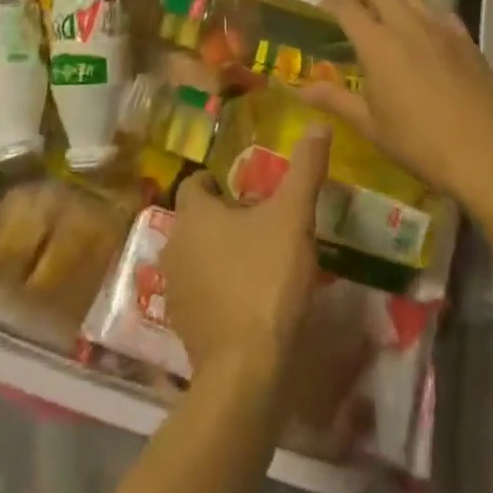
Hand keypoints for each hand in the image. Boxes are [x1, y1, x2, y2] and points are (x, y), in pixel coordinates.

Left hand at [162, 125, 330, 376]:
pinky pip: (198, 294)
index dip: (219, 183)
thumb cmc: (267, 278)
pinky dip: (216, 292)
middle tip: (260, 226)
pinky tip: (246, 303)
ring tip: (256, 264)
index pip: (196, 183)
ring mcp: (173, 289)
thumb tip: (319, 124)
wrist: (246, 369)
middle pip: (195, 221)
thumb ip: (305, 169)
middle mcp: (174, 245)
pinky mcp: (180, 327)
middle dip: (222, 220)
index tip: (248, 193)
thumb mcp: (293, 217)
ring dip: (217, 257)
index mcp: (194, 214)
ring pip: (195, 258)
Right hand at [302, 0, 492, 205]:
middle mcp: (407, 24)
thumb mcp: (371, 126)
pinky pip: (438, 12)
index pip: (347, 9)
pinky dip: (422, 13)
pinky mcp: (466, 39)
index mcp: (377, 43)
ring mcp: (440, 28)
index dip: (331, 5)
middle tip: (352, 9)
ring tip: (385, 17)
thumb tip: (301, 89)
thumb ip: (336, 100)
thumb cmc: (420, 143)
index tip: (322, 8)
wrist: (488, 153)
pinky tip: (424, 32)